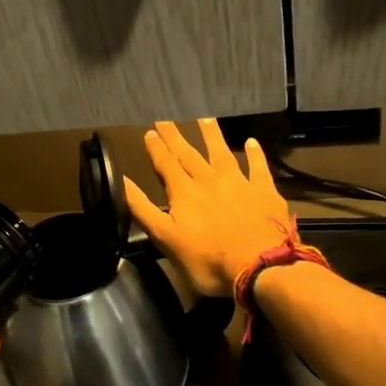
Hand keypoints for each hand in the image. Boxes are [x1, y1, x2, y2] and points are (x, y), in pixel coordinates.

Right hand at [123, 119, 292, 298]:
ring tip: (204, 118)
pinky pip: (258, 167)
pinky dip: (254, 154)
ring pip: (222, 153)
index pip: (165, 164)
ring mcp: (239, 183)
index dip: (156, 148)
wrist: (259, 267)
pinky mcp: (264, 191)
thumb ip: (142, 209)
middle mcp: (209, 180)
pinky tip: (251, 142)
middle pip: (189, 154)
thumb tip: (121, 181)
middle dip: (175, 137)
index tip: (149, 132)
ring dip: (212, 135)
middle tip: (166, 120)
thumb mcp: (164, 238)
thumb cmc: (207, 259)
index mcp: (183, 192)